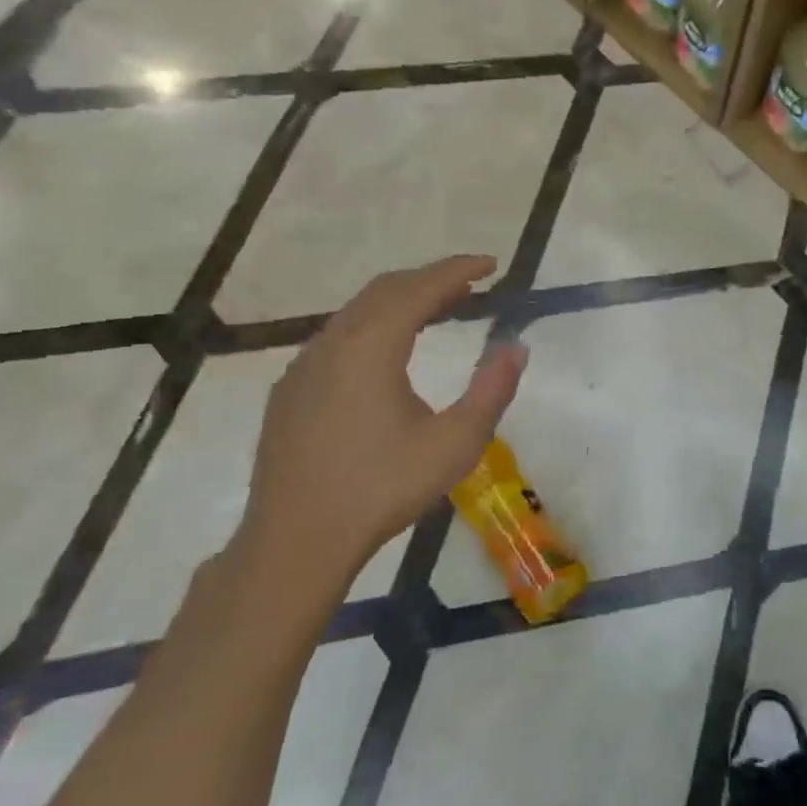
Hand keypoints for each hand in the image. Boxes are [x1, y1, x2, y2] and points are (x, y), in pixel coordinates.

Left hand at [238, 255, 526, 597]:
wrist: (295, 541)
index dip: (458, 270)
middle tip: (471, 287)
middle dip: (431, 280)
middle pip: (386, 290)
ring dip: (401, 302)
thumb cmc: (382, 489)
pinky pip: (338, 337)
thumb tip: (516, 347)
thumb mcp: (455, 443)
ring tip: (438, 312)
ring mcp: (304, 366)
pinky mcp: (290, 391)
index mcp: (372, 346)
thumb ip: (491, 390)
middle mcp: (333, 342)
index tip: (492, 264)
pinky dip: (374, 326)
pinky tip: (388, 355)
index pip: (420, 288)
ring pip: (358, 312)